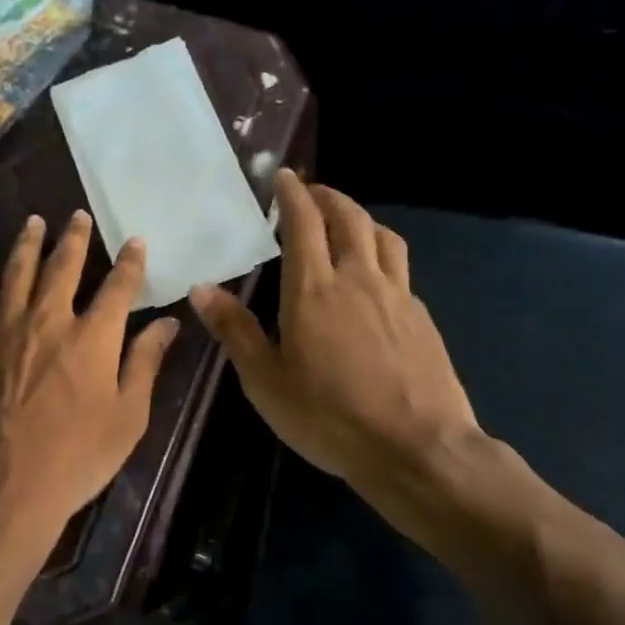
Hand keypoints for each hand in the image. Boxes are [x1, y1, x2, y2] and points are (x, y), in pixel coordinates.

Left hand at [0, 211, 180, 578]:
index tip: (135, 240)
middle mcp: (49, 321)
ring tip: (33, 222)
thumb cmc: (77, 458)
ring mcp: (6, 332)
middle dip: (73, 238)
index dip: (129, 262)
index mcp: (93, 338)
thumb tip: (167, 324)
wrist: (6, 487)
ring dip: (27, 246)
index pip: (118, 287)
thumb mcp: (127, 417)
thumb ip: (145, 364)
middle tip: (76, 215)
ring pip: (17, 275)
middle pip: (63, 267)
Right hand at [189, 170, 477, 487]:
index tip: (283, 177)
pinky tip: (373, 278)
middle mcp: (358, 279)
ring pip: (382, 236)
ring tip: (345, 223)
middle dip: (328, 197)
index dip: (292, 194)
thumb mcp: (266, 381)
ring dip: (360, 218)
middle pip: (348, 217)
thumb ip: (235, 330)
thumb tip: (202, 288)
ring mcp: (397, 296)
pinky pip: (400, 268)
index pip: (304, 223)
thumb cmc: (329, 417)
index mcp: (314, 290)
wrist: (416, 447)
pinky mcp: (422, 317)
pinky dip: (381, 254)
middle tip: (311, 192)